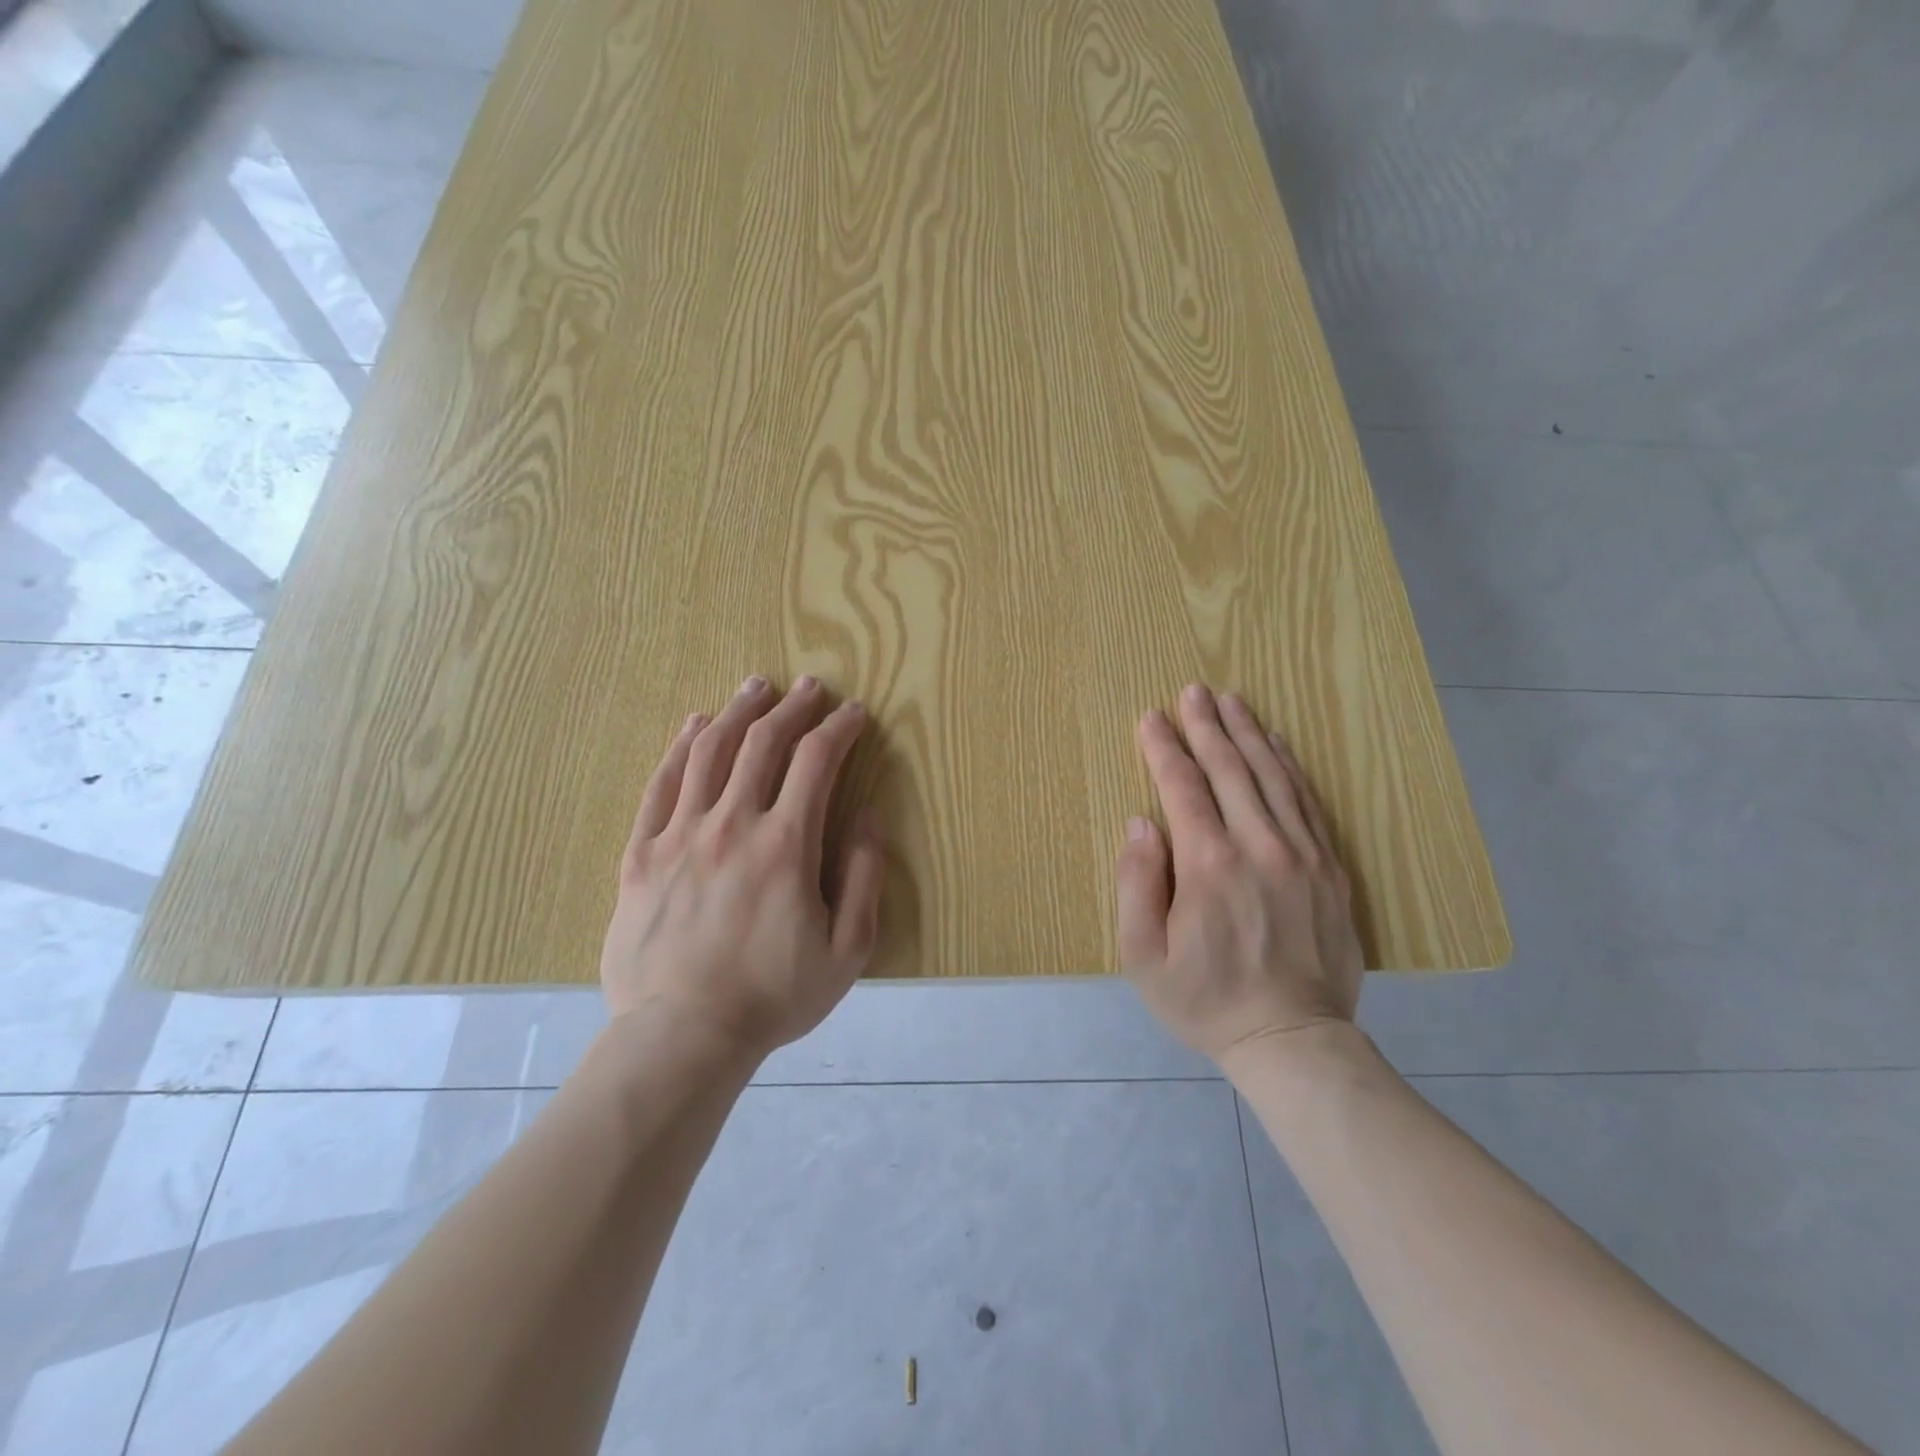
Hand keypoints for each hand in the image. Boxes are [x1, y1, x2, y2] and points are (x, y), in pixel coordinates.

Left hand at [599, 675, 886, 1060]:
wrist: (681, 1036)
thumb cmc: (773, 996)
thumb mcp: (847, 949)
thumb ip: (865, 876)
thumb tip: (869, 817)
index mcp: (785, 845)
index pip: (817, 762)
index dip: (839, 729)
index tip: (854, 714)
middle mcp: (732, 824)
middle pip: (763, 743)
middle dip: (793, 708)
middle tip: (810, 687)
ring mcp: (680, 835)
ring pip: (710, 751)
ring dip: (738, 712)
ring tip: (756, 687)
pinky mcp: (641, 853)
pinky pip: (661, 784)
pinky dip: (681, 747)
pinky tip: (695, 725)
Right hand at [1116, 684, 1362, 1063]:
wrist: (1293, 1041)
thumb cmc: (1205, 999)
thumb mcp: (1144, 955)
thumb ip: (1136, 883)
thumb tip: (1141, 823)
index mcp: (1209, 865)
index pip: (1182, 787)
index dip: (1163, 748)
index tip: (1150, 717)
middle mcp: (1259, 846)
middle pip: (1230, 769)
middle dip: (1206, 726)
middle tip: (1192, 691)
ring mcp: (1302, 854)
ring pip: (1272, 777)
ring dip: (1248, 734)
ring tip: (1231, 701)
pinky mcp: (1330, 868)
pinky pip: (1308, 802)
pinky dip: (1290, 767)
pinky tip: (1277, 744)